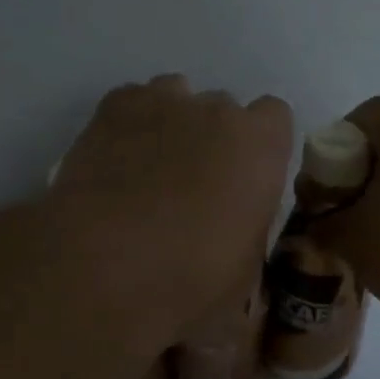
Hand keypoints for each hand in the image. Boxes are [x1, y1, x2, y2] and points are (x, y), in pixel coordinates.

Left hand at [50, 75, 292, 338]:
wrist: (104, 268)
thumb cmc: (190, 282)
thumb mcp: (242, 280)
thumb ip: (247, 240)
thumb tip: (235, 252)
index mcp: (261, 147)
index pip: (275, 117)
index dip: (259, 147)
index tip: (244, 180)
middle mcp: (217, 110)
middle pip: (223, 109)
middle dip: (213, 138)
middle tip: (191, 186)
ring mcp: (163, 102)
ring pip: (176, 96)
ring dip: (172, 124)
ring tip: (150, 170)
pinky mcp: (113, 107)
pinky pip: (132, 102)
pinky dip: (129, 124)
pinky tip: (116, 161)